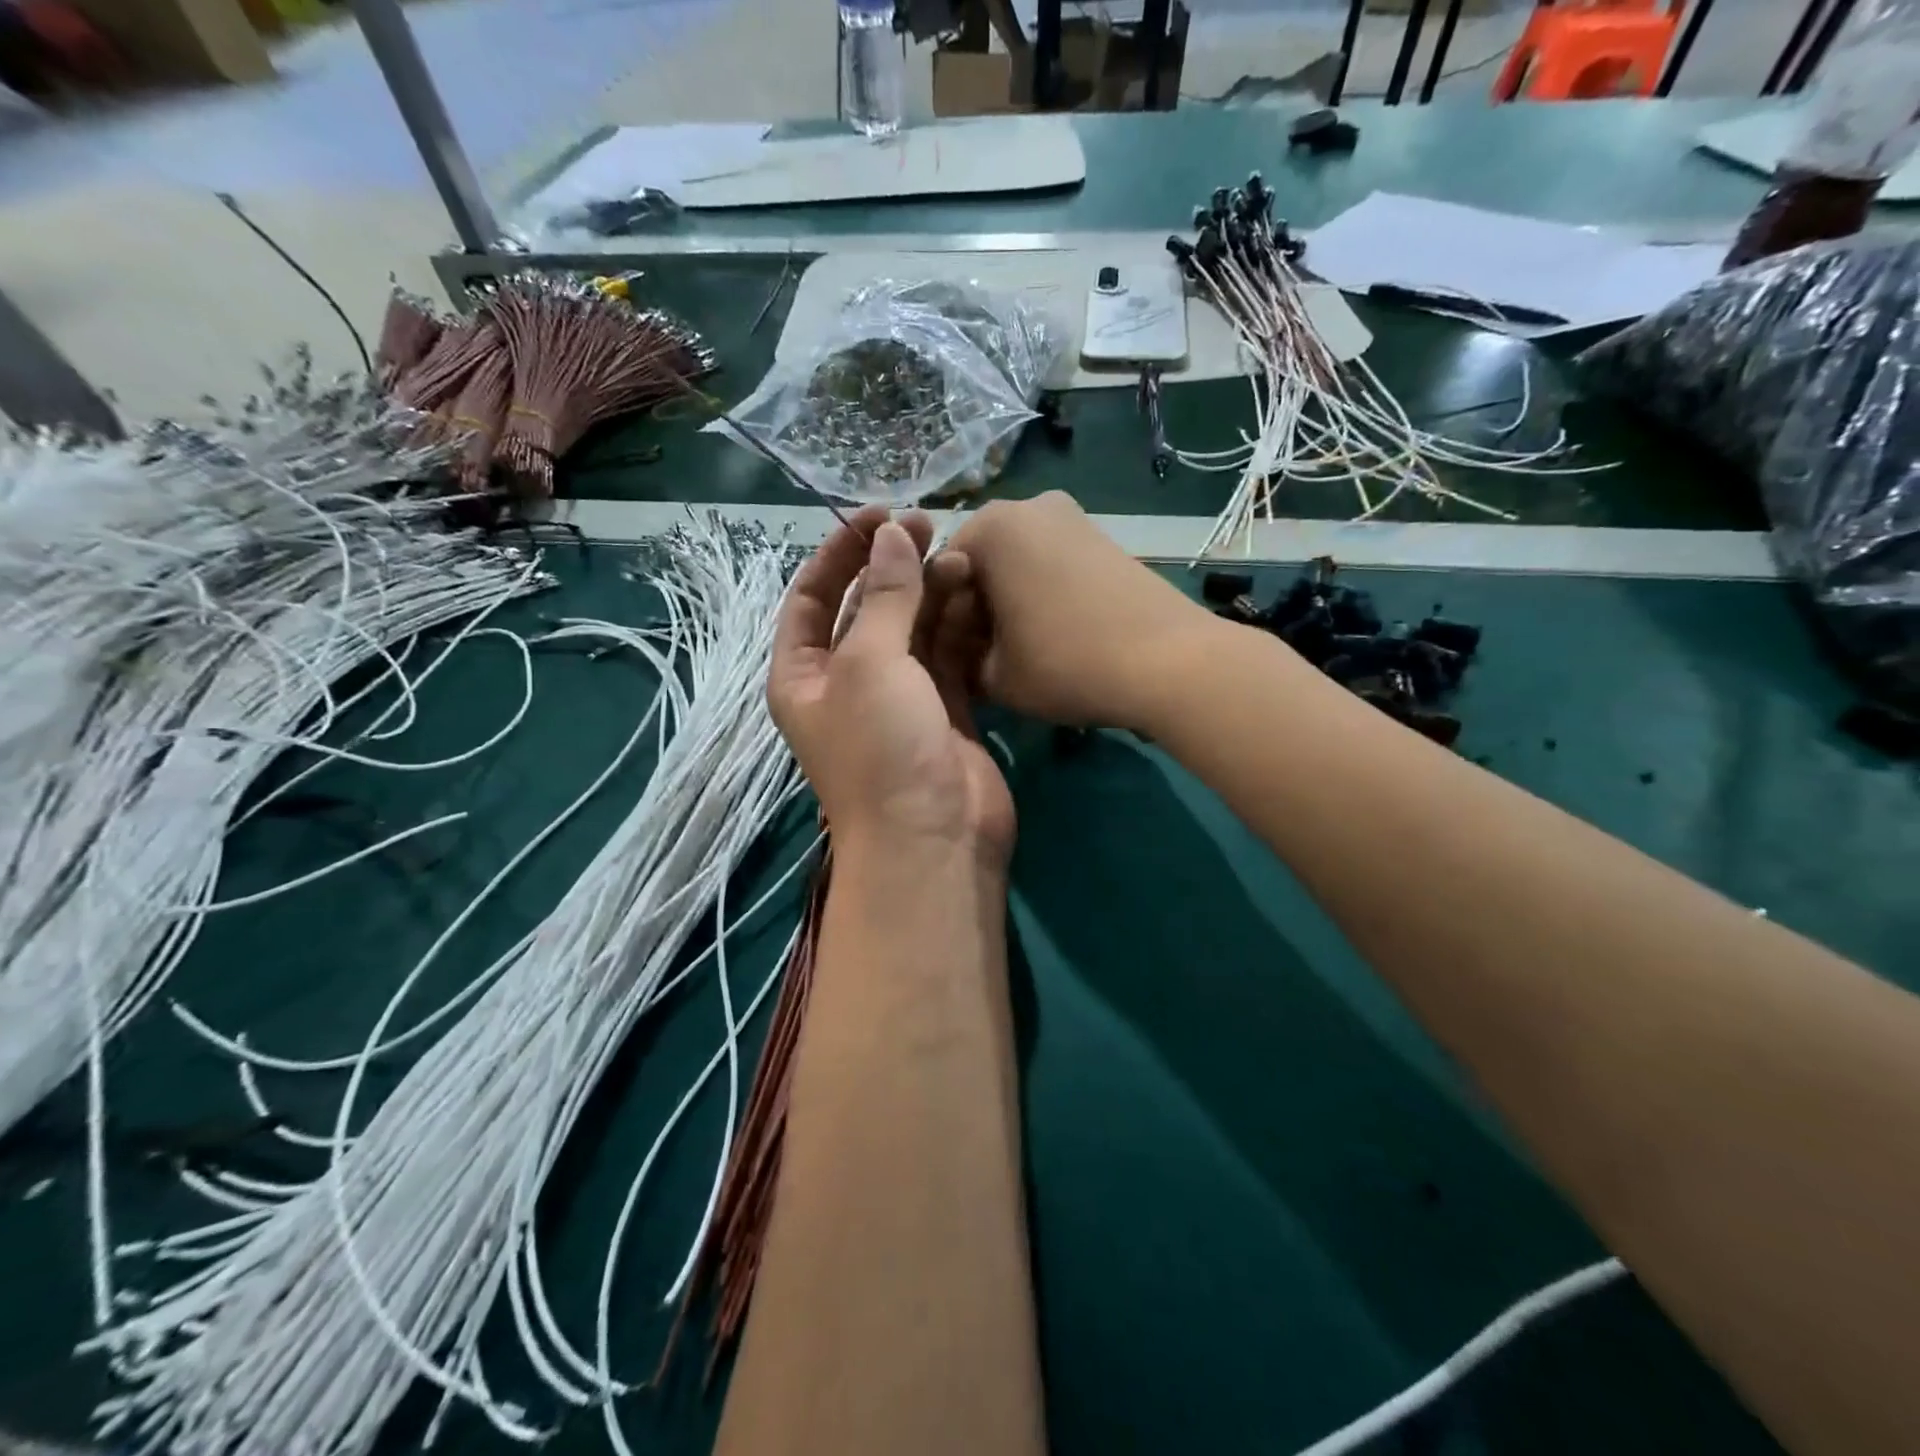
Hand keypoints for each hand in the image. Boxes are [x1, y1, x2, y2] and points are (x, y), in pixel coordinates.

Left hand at [768, 506, 1013, 866]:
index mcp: (804, 674)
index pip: (810, 597)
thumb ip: (883, 596)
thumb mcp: (870, 663)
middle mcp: (846, 683)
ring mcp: (898, 699)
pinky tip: (978, 595)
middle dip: (892, 566)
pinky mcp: (943, 712)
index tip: (879, 514)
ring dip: (931, 592)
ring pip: (912, 629)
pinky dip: (959, 627)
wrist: (934, 840)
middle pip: (865, 608)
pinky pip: (947, 656)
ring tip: (961, 556)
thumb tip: (892, 535)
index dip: (840, 552)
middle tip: (931, 525)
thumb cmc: (882, 748)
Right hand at [945, 492, 1223, 733]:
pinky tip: (1054, 634)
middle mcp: (1027, 505)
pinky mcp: (1101, 537)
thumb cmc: (1066, 664)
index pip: (937, 575)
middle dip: (972, 609)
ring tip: (1021, 650)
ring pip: (1014, 563)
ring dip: (1005, 603)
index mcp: (989, 527)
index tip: (951, 660)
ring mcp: (1071, 516)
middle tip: (982, 658)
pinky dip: (1038, 593)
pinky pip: (1048, 562)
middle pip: (977, 563)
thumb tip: (955, 650)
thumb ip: (956, 658)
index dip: (937, 622)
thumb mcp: (992, 676)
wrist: (1171, 662)